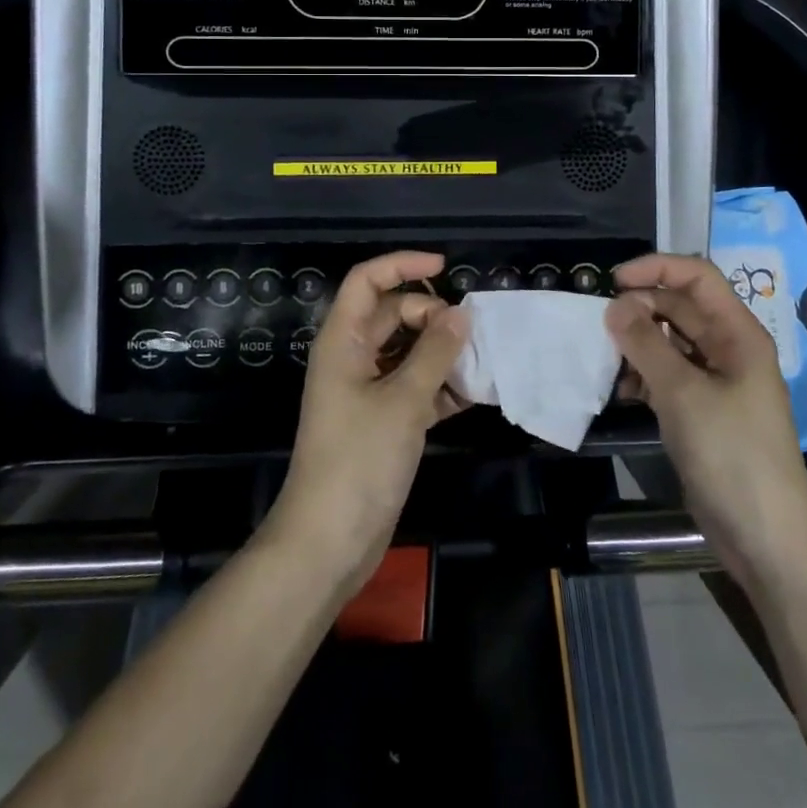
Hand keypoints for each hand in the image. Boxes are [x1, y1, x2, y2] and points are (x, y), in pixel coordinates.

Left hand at [264, 251, 468, 597]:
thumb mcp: (403, 401)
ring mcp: (365, 390)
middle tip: (467, 333)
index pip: (367, 281)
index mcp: (343, 340)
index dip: (402, 265)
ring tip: (479, 359)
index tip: (444, 268)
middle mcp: (351, 357)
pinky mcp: (381, 420)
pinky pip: (413, 385)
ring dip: (440, 351)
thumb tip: (461, 314)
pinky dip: (439, 385)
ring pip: (406, 351)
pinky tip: (472, 394)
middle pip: (392, 314)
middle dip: (430, 315)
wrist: (328, 542)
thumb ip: (435, 353)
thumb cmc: (359, 460)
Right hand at [606, 254, 806, 590]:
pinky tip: (623, 392)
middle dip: (640, 309)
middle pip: (679, 308)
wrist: (766, 538)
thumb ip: (645, 344)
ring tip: (609, 362)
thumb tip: (614, 306)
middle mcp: (727, 349)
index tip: (614, 281)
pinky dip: (643, 375)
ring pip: (669, 342)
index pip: (697, 277)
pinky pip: (667, 375)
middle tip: (602, 327)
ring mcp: (715, 382)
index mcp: (737, 333)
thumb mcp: (683, 393)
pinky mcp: (701, 411)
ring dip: (637, 344)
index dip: (656, 269)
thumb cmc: (731, 453)